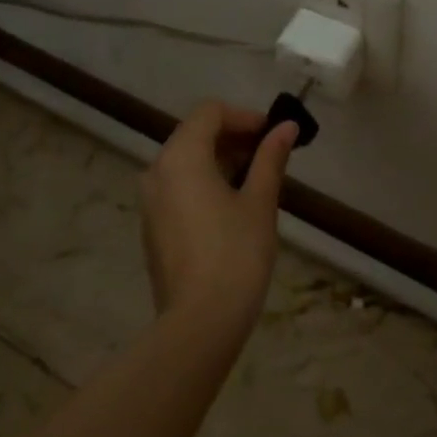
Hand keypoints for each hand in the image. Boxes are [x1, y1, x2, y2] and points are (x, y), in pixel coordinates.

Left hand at [140, 101, 295, 337]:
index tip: (272, 135)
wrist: (199, 324)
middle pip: (195, 133)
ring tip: (256, 180)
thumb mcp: (260, 201)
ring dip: (220, 159)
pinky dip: (204, 182)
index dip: (243, 116)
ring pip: (185, 161)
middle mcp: (157, 171)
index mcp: (181, 157)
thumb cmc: (235, 254)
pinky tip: (232, 206)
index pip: (209, 112)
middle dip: (233, 137)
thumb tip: (286, 127)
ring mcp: (150, 201)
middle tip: (269, 155)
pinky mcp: (152, 226)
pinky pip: (178, 186)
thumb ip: (270, 158)